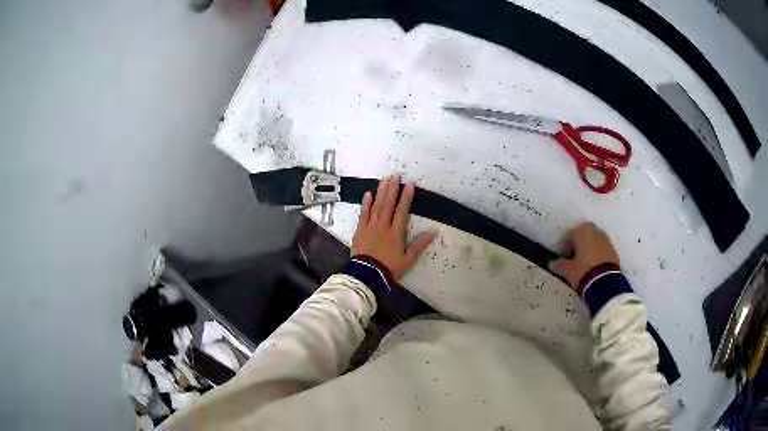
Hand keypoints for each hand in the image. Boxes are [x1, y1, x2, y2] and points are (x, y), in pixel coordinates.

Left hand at [352, 175, 437, 280]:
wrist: (367, 275)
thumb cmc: (389, 268)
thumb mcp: (408, 259)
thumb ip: (420, 244)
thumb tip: (434, 230)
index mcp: (396, 232)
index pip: (402, 210)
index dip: (406, 196)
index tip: (409, 184)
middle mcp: (383, 225)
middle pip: (388, 204)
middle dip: (392, 189)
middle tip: (395, 175)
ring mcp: (370, 226)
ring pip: (376, 206)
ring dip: (381, 192)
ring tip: (384, 180)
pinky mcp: (360, 230)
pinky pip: (363, 214)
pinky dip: (366, 204)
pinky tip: (368, 194)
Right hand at [548, 222, 619, 289]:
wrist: (606, 281)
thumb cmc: (584, 270)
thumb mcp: (569, 270)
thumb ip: (559, 265)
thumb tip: (551, 264)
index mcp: (582, 231)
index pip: (569, 235)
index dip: (564, 247)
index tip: (562, 258)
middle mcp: (594, 230)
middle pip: (582, 235)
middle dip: (577, 244)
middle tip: (573, 258)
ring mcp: (605, 239)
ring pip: (593, 240)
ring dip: (587, 248)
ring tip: (583, 263)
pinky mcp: (613, 249)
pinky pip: (601, 247)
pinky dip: (596, 253)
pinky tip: (592, 265)